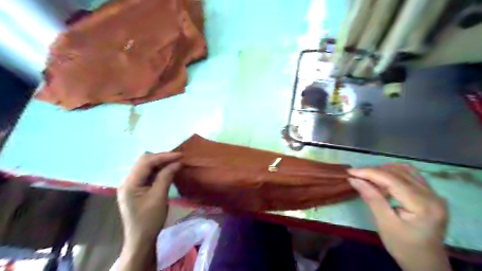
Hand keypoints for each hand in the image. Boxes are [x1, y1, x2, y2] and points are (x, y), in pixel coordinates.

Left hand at [119, 152, 181, 245]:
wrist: (141, 240)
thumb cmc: (150, 220)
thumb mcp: (159, 197)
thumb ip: (166, 176)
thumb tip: (177, 162)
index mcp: (130, 183)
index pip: (146, 162)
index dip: (164, 156)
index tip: (180, 155)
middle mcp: (128, 181)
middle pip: (144, 161)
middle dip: (162, 158)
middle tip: (178, 159)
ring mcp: (132, 185)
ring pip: (146, 167)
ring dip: (160, 163)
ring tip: (175, 163)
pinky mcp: (137, 189)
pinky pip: (148, 174)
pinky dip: (158, 171)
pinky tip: (168, 171)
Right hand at [349, 165, 449, 270]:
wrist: (426, 264)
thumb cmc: (404, 247)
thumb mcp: (385, 224)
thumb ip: (371, 198)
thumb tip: (354, 179)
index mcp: (423, 205)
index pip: (392, 180)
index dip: (369, 173)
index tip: (350, 172)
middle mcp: (433, 195)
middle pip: (398, 173)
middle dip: (374, 171)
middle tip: (356, 176)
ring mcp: (434, 194)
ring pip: (404, 171)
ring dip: (383, 171)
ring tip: (367, 178)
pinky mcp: (431, 195)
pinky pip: (410, 176)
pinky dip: (393, 175)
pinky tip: (382, 181)